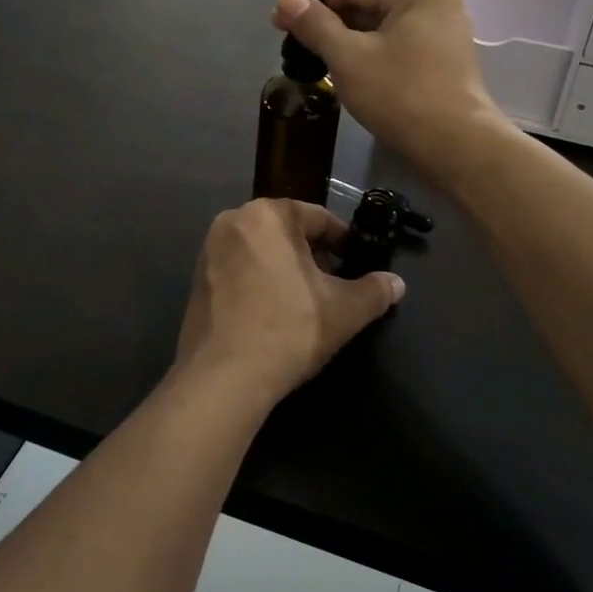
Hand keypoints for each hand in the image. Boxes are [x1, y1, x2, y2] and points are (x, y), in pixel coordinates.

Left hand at [170, 200, 404, 414]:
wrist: (224, 377)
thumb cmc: (289, 329)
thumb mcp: (344, 310)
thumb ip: (374, 291)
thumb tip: (397, 283)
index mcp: (268, 214)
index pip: (318, 218)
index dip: (343, 241)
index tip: (357, 262)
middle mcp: (233, 221)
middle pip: (286, 231)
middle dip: (313, 254)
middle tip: (334, 283)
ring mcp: (209, 250)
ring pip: (261, 249)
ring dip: (285, 267)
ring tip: (305, 300)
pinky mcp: (195, 279)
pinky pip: (238, 269)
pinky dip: (258, 281)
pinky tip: (273, 312)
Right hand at [272, 0, 506, 182]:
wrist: (456, 148)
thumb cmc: (401, 95)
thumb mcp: (349, 58)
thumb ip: (315, 24)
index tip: (277, 18)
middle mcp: (435, 2)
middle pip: (367, 3)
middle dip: (327, 21)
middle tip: (288, 41)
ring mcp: (441, 33)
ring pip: (379, 27)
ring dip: (343, 39)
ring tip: (308, 57)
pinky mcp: (440, 61)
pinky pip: (393, 46)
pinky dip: (366, 54)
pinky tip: (340, 69)